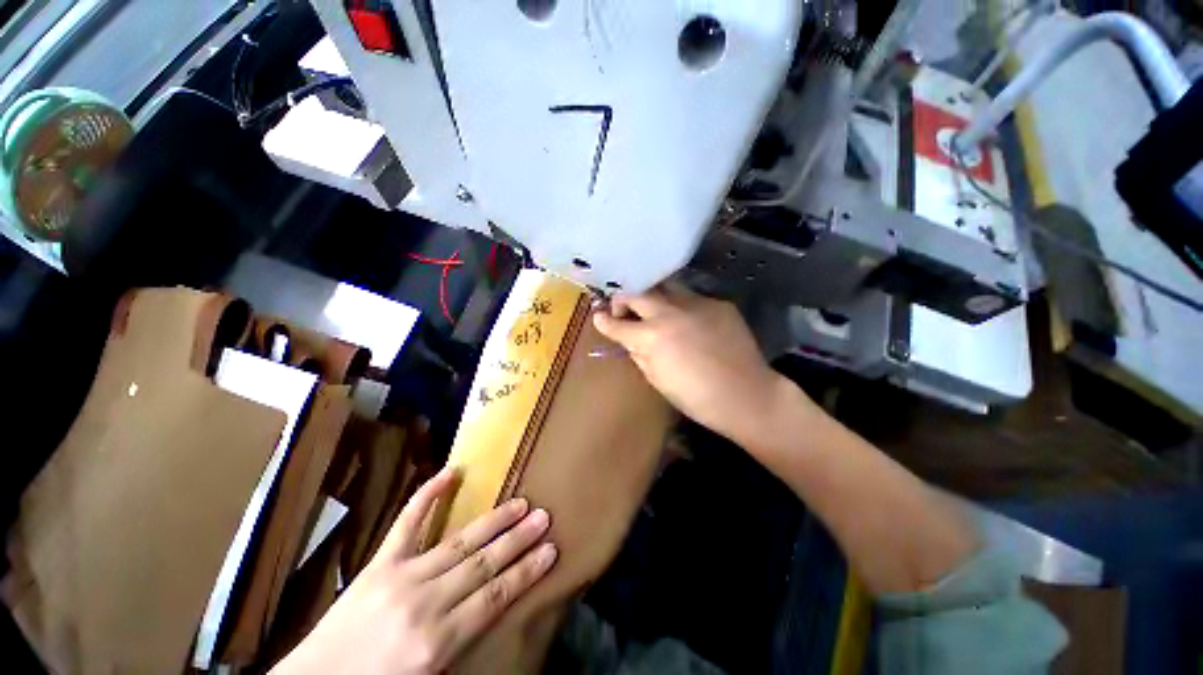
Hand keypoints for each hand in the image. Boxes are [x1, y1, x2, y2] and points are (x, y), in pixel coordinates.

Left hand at [272, 468, 556, 674]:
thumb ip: (463, 642)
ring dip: (493, 522)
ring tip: (520, 503)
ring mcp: (400, 577)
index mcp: (438, 641)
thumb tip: (496, 607)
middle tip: (544, 516)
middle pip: (482, 565)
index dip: (525, 571)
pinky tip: (449, 473)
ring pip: (458, 543)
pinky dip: (428, 496)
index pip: (494, 597)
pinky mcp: (379, 564)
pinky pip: (407, 524)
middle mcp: (425, 604)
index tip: (551, 550)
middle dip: (518, 540)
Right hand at [592, 285, 787, 444]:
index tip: (599, 317)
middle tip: (623, 311)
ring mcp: (697, 303)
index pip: (616, 323)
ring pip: (665, 289)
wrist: (747, 395)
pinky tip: (689, 324)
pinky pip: (691, 299)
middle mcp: (671, 312)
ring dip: (653, 300)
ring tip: (655, 314)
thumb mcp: (656, 379)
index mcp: (652, 336)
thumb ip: (638, 353)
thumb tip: (628, 337)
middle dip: (623, 299)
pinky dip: (682, 309)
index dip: (603, 320)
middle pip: (637, 292)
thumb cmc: (696, 397)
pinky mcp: (718, 303)